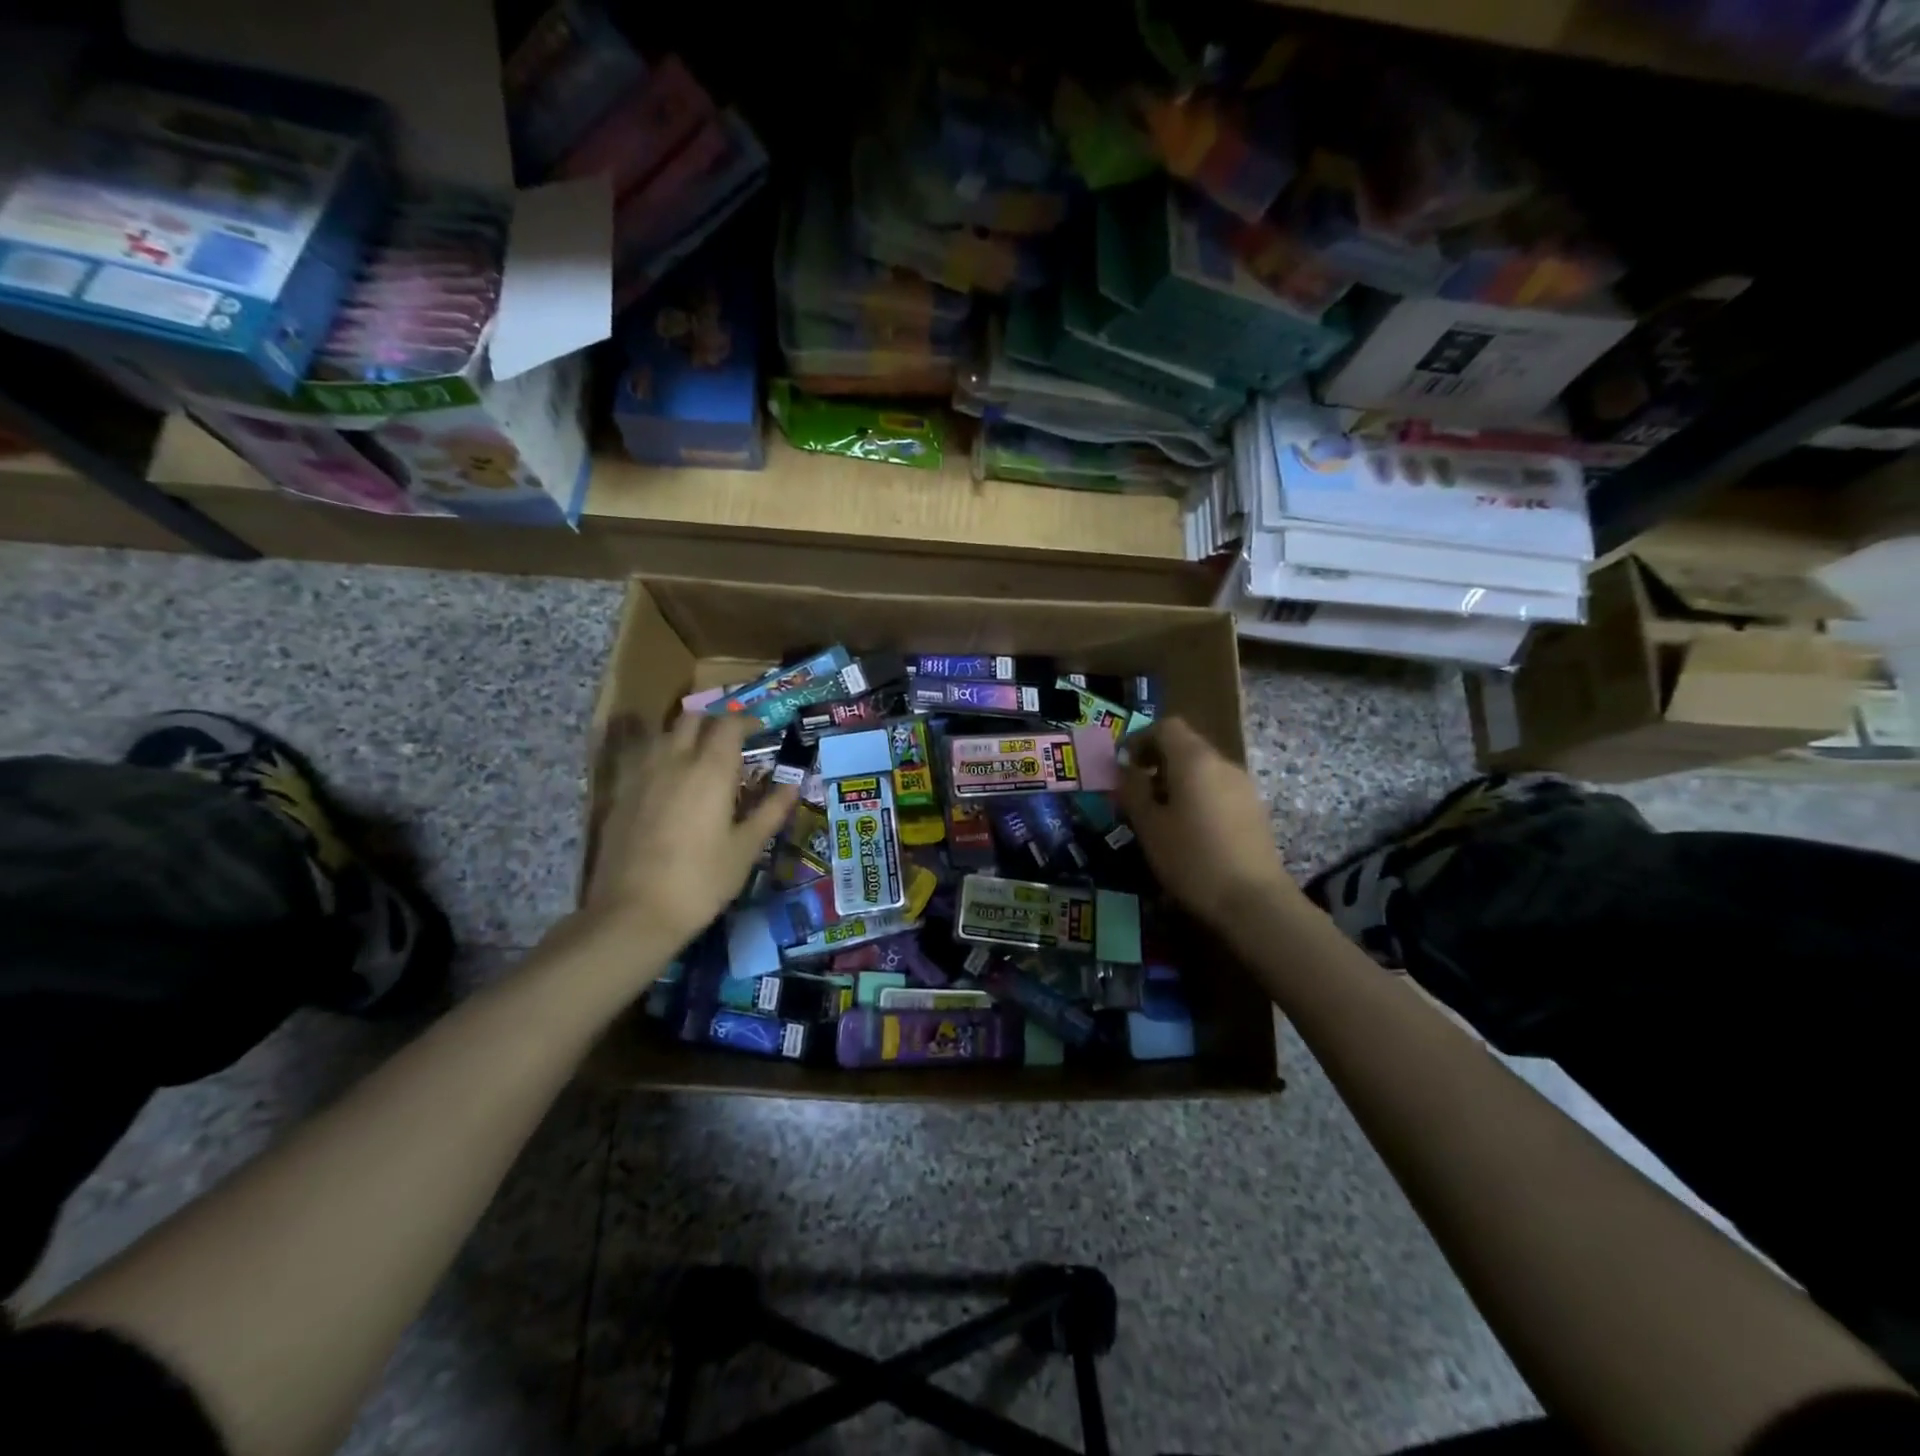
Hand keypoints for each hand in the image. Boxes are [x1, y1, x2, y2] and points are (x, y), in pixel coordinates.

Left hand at [583, 711, 797, 949]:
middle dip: (715, 722)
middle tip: (732, 742)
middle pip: (693, 719)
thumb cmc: (702, 880)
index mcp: (711, 770)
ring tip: (701, 760)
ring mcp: (641, 775)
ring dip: (686, 736)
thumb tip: (793, 784)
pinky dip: (663, 758)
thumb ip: (771, 811)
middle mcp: (674, 761)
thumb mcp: (746, 848)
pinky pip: (644, 759)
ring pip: (664, 735)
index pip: (729, 724)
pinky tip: (671, 784)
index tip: (761, 730)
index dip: (747, 721)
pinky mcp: (620, 794)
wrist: (633, 912)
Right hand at [1118, 717, 1296, 929]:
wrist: (1254, 901)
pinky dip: (1197, 796)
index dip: (1140, 739)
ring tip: (1159, 813)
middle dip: (1157, 761)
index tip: (1123, 765)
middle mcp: (1223, 763)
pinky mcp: (1254, 810)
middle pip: (1186, 745)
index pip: (1166, 727)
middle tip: (1136, 791)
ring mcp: (1243, 786)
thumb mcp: (1149, 826)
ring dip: (1177, 780)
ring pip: (1203, 769)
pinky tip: (1188, 829)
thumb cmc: (1192, 858)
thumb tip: (1127, 769)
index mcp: (1194, 760)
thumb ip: (1133, 791)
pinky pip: (1218, 789)